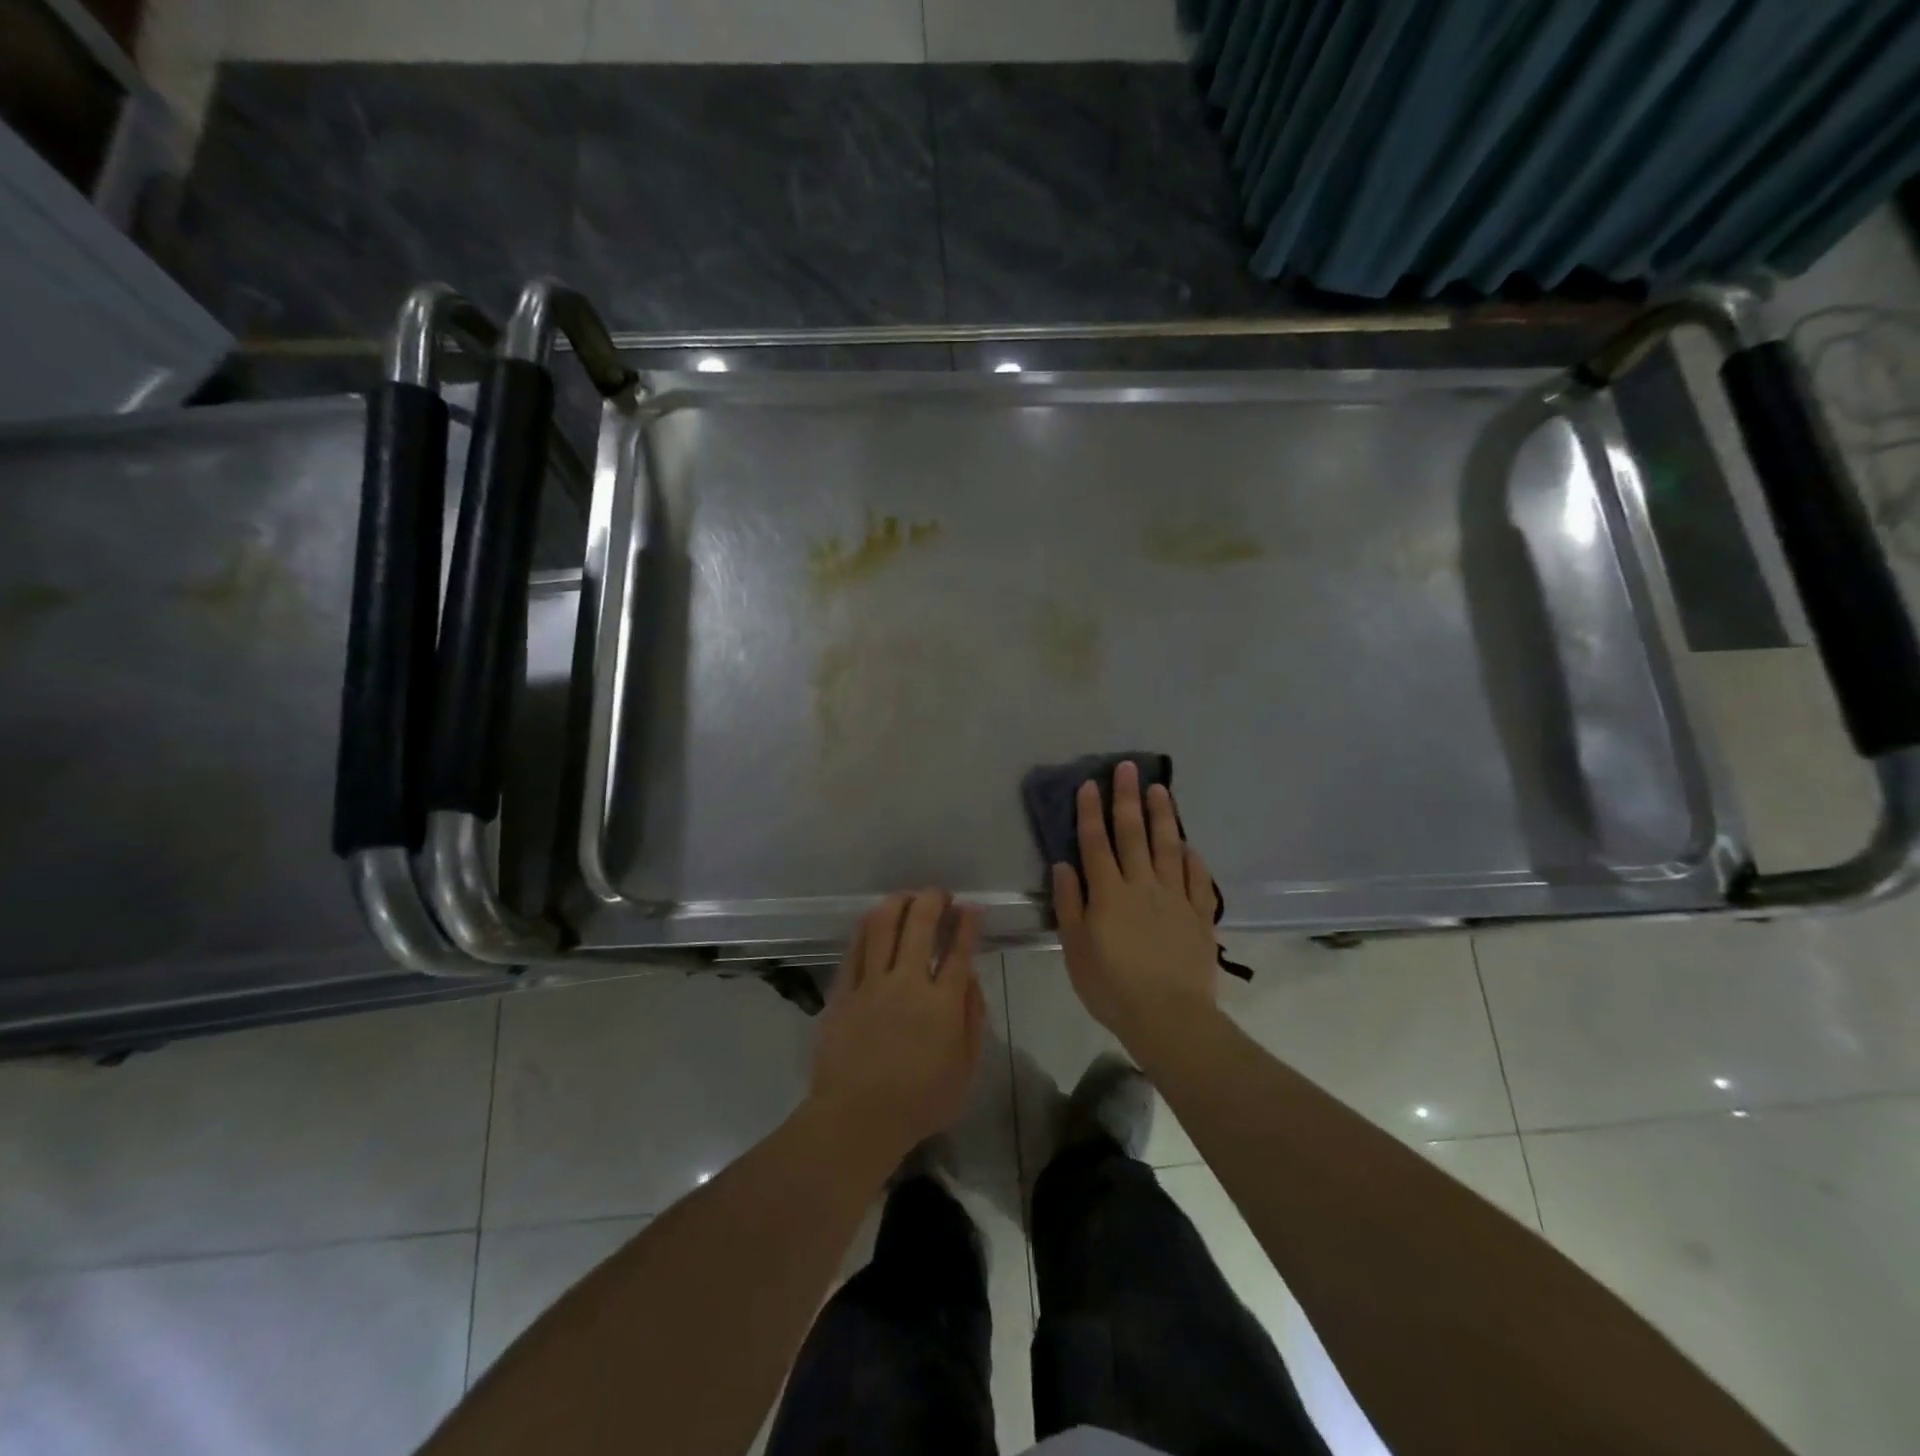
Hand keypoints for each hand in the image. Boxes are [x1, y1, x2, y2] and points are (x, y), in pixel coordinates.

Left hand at [809, 890, 985, 1169]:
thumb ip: (972, 1019)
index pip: (959, 950)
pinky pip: (856, 947)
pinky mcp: (844, 990)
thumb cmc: (919, 1102)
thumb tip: (970, 978)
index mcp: (943, 1003)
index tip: (971, 907)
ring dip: (899, 902)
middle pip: (921, 924)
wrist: (856, 1119)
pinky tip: (875, 918)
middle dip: (934, 900)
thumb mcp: (965, 1070)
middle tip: (940, 895)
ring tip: (908, 898)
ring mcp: (872, 983)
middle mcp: (908, 983)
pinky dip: (868, 926)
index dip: (967, 922)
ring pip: (884, 925)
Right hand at [1053, 762, 1221, 1056]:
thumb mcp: (1075, 949)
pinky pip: (1197, 879)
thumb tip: (1064, 865)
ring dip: (1162, 816)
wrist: (1168, 1015)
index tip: (1091, 784)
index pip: (1096, 843)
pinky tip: (1189, 844)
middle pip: (1133, 834)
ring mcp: (1174, 898)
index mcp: (1108, 893)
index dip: (1091, 812)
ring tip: (1160, 789)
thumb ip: (1069, 904)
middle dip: (1127, 798)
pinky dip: (1192, 859)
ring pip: (1168, 847)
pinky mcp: (1198, 915)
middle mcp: (1141, 885)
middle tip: (1128, 768)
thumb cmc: (1111, 986)